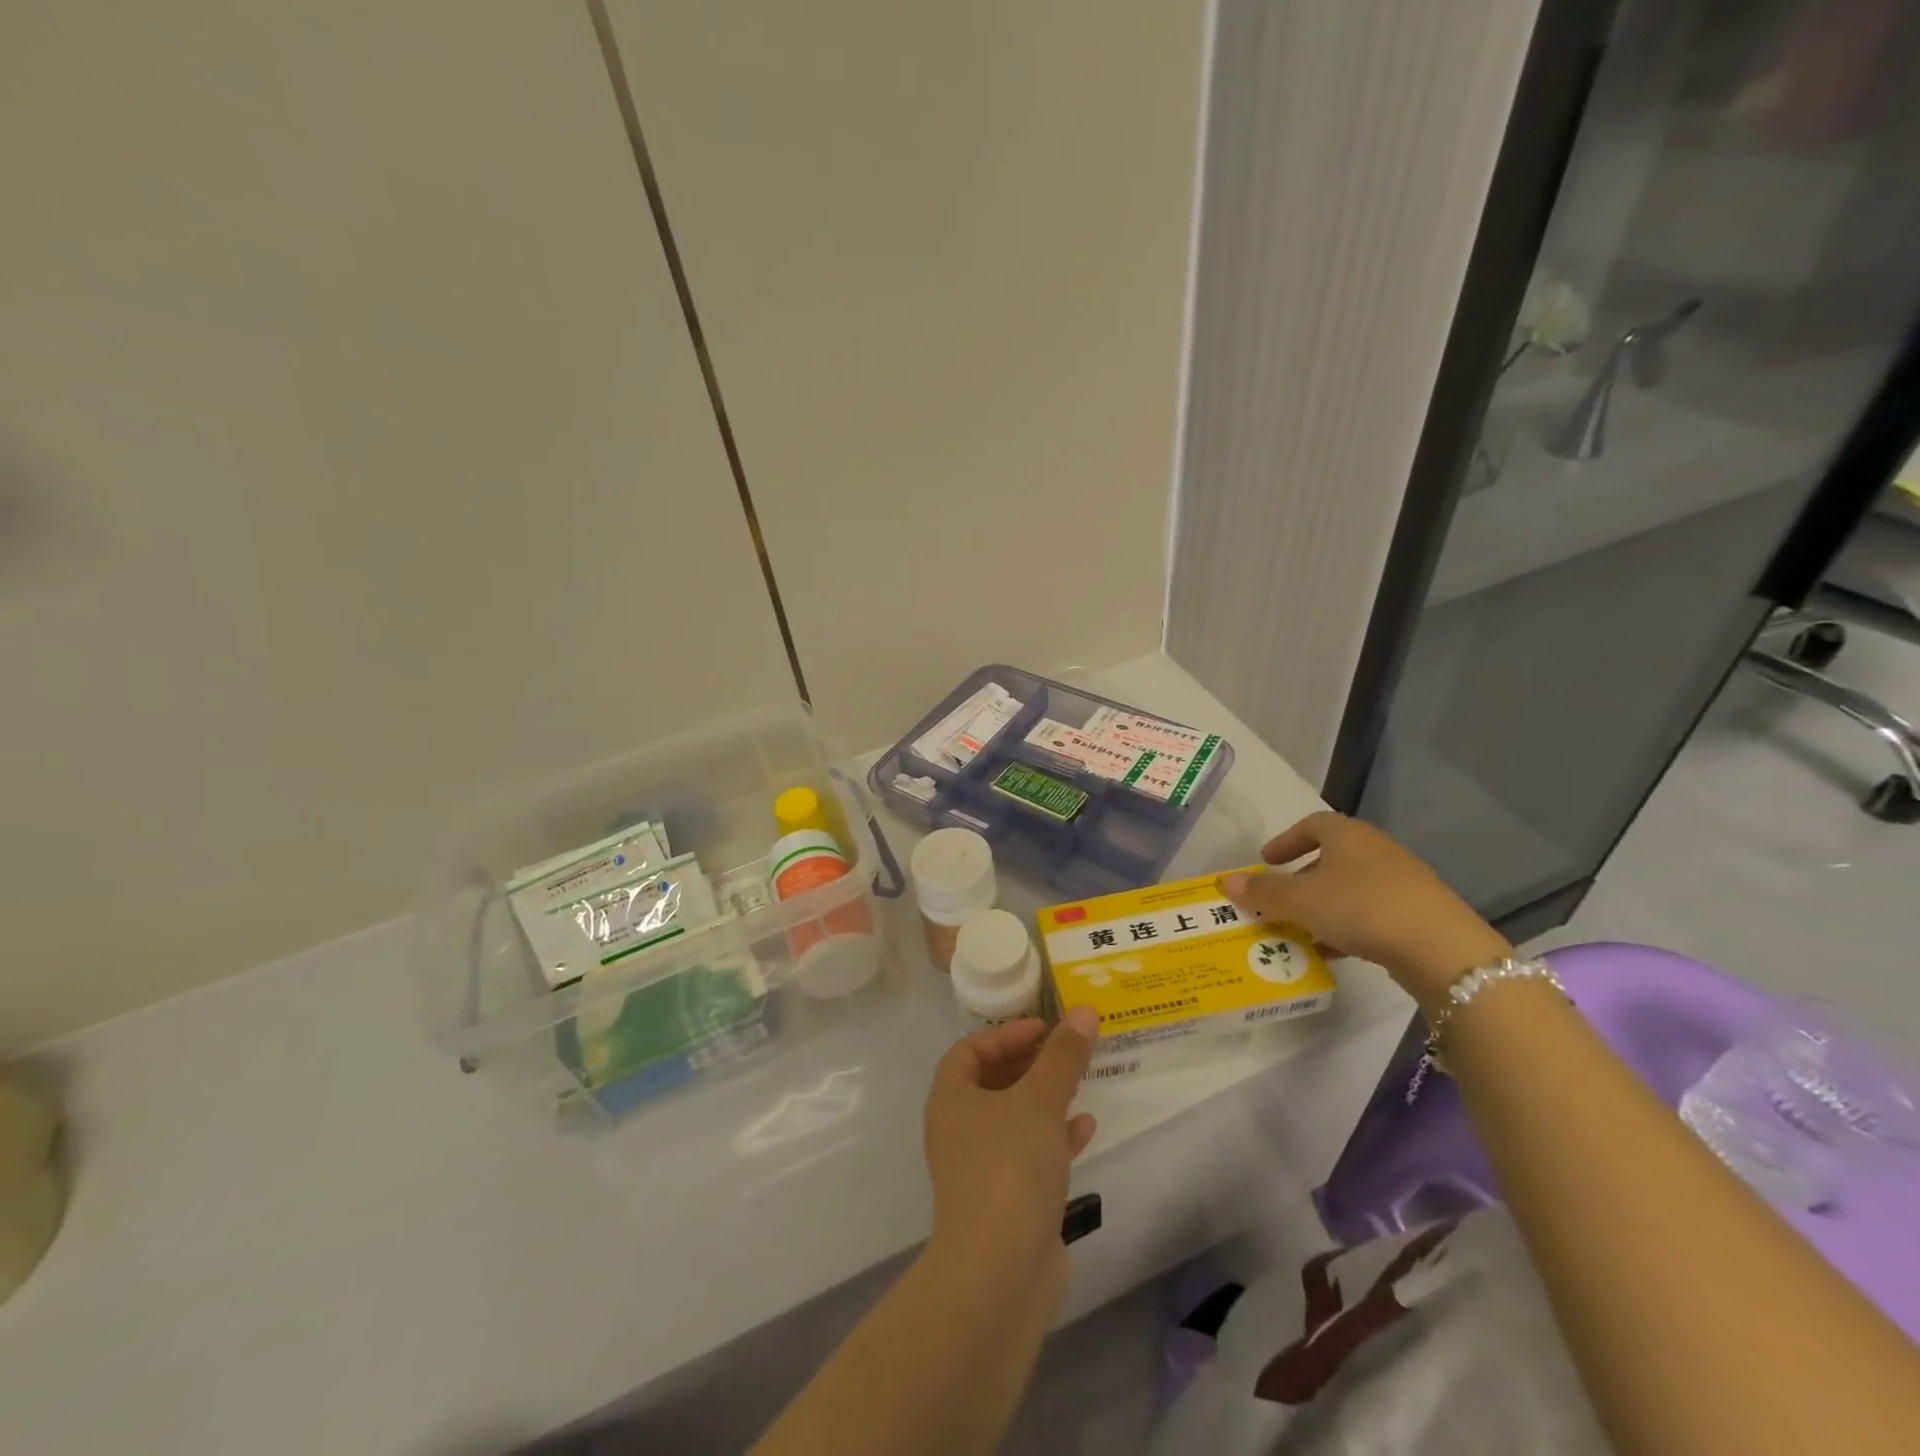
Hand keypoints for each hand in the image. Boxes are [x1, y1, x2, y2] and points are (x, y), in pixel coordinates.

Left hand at [923, 1009, 1097, 1301]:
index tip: (1046, 1028)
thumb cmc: (1009, 1167)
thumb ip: (1063, 1056)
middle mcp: (958, 1127)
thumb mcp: (1040, 1100)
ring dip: (1046, 1097)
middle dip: (1031, 1063)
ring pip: (1014, 1117)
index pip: (972, 1048)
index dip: (1008, 1032)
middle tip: (1068, 1051)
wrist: (997, 1273)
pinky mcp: (1004, 1198)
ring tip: (1081, 1082)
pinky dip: (1054, 1136)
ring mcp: (980, 1165)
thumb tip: (1084, 1011)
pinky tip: (1085, 1128)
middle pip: (993, 1080)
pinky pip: (1029, 1152)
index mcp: (951, 1097)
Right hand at [1220, 811, 1509, 1011]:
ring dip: (1323, 905)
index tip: (1267, 861)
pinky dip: (1347, 925)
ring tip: (1301, 929)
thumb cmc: (1360, 907)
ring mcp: (1402, 881)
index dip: (1286, 841)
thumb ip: (1263, 892)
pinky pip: (1371, 912)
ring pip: (1351, 887)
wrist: (1441, 947)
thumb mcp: (1300, 900)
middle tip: (1280, 899)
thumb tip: (1226, 882)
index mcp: (1347, 835)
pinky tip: (1334, 950)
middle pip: (1332, 857)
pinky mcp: (1419, 913)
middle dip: (1302, 878)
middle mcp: (1376, 850)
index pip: (1312, 825)